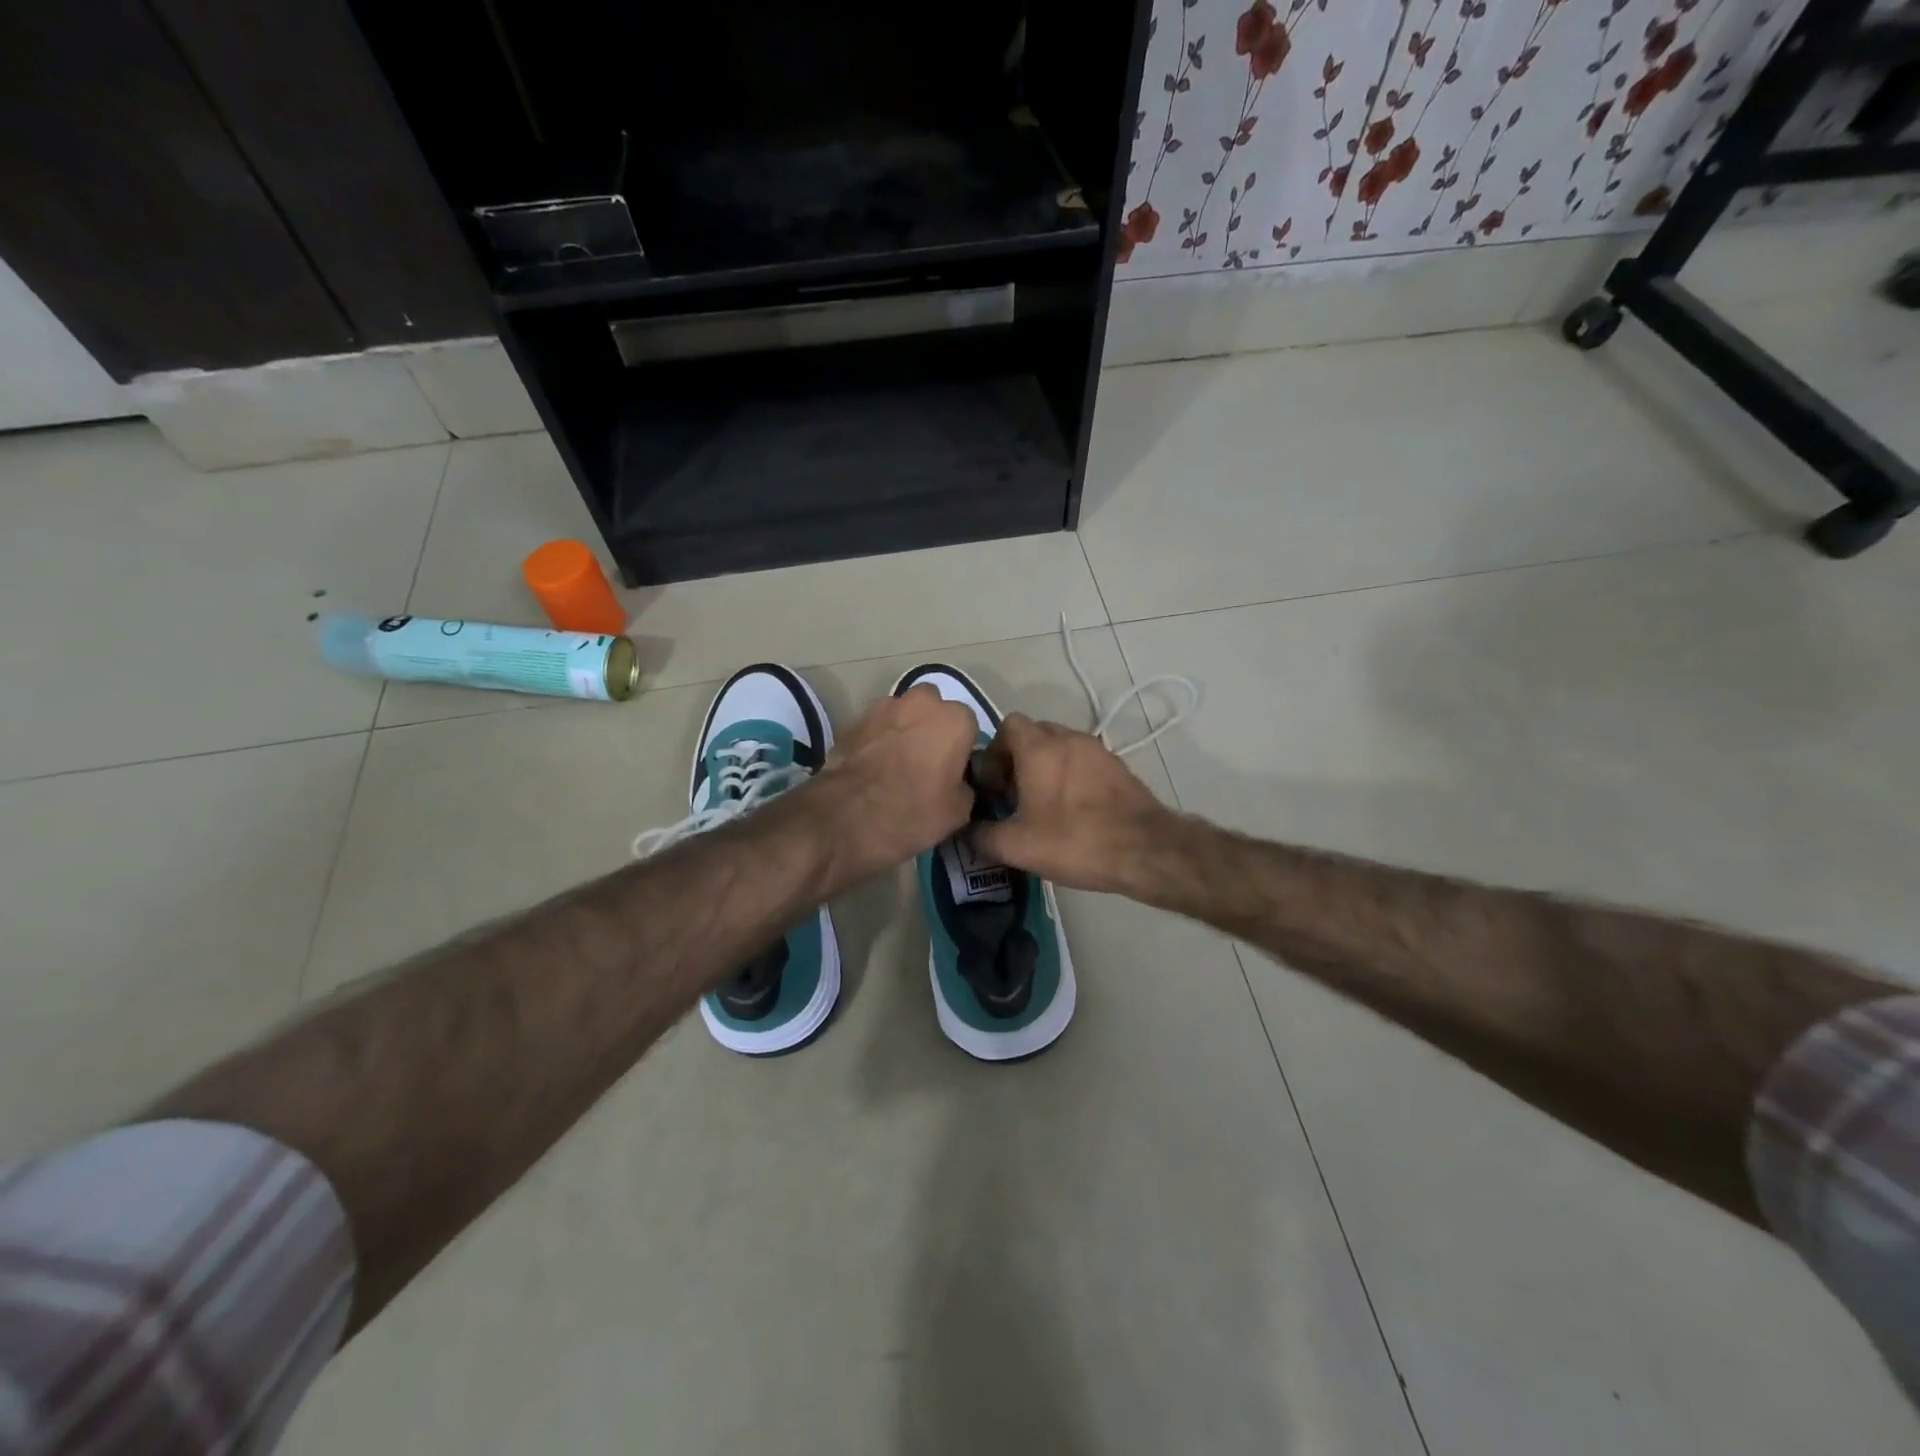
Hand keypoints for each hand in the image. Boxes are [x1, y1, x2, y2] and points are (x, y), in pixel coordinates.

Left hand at [813, 685, 979, 880]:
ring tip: (895, 765)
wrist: (844, 818)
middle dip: (931, 728)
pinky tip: (873, 767)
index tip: (952, 772)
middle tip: (925, 763)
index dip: (960, 749)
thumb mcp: (958, 812)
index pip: (968, 727)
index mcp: (954, 720)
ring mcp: (883, 707)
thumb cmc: (911, 813)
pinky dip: (877, 740)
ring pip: (902, 714)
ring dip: (903, 730)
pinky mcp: (853, 720)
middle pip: (933, 709)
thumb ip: (966, 786)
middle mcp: (922, 702)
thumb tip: (958, 781)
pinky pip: (876, 727)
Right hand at [969, 714, 1178, 894]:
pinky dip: (1071, 776)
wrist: (1145, 850)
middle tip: (1014, 795)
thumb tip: (967, 830)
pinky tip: (1072, 810)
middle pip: (1034, 733)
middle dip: (1018, 759)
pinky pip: (1083, 761)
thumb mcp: (1017, 846)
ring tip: (1042, 804)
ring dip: (1046, 767)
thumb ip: (983, 835)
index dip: (994, 751)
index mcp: (1039, 748)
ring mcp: (1097, 750)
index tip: (993, 784)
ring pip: (1061, 747)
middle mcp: (1068, 738)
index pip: (1007, 725)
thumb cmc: (1074, 841)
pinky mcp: (1118, 767)